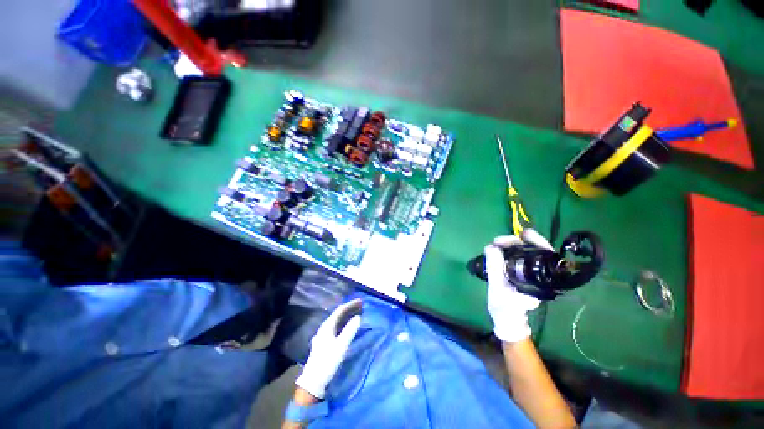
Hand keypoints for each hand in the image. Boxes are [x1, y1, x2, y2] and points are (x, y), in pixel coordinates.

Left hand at [295, 299, 361, 398]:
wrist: (314, 381)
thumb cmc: (328, 361)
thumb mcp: (341, 345)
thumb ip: (350, 330)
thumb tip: (358, 317)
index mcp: (327, 326)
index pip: (340, 310)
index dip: (351, 304)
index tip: (361, 301)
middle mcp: (324, 328)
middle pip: (338, 315)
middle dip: (350, 309)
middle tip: (361, 307)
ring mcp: (323, 335)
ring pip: (337, 322)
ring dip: (347, 317)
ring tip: (357, 315)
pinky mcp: (324, 343)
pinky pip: (336, 328)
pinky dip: (344, 324)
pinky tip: (347, 327)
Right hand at [484, 229, 552, 342]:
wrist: (506, 320)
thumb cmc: (505, 308)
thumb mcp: (498, 288)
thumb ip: (495, 268)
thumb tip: (491, 247)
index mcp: (541, 280)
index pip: (546, 255)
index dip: (537, 241)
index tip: (522, 234)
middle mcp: (540, 276)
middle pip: (535, 251)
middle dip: (517, 241)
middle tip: (499, 240)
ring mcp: (531, 275)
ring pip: (526, 253)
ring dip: (512, 245)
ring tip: (497, 243)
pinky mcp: (522, 274)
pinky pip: (519, 257)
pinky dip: (509, 250)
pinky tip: (499, 249)